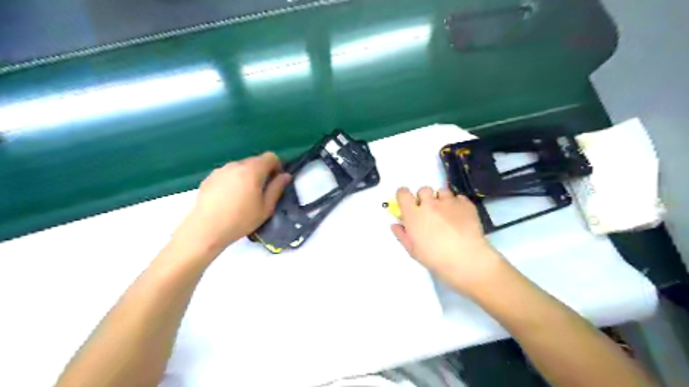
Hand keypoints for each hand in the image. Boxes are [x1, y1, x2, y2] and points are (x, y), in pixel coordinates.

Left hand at [175, 152, 289, 257]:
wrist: (206, 230)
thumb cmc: (241, 220)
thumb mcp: (266, 208)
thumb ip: (277, 188)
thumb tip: (285, 176)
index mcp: (252, 170)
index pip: (270, 156)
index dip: (277, 166)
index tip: (276, 182)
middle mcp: (236, 165)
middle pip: (255, 161)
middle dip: (262, 172)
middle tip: (261, 192)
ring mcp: (220, 170)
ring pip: (240, 167)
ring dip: (247, 176)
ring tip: (244, 197)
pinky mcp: (209, 178)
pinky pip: (228, 174)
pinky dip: (233, 181)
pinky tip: (229, 199)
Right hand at [394, 187, 504, 296]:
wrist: (467, 260)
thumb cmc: (435, 259)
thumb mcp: (413, 251)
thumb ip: (402, 235)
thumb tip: (395, 224)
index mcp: (413, 214)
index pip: (403, 193)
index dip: (404, 196)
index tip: (407, 203)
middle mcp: (430, 203)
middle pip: (423, 189)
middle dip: (424, 198)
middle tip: (429, 211)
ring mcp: (449, 202)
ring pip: (442, 191)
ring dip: (441, 198)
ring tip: (446, 212)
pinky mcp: (466, 204)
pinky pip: (459, 197)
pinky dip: (457, 204)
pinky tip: (460, 216)